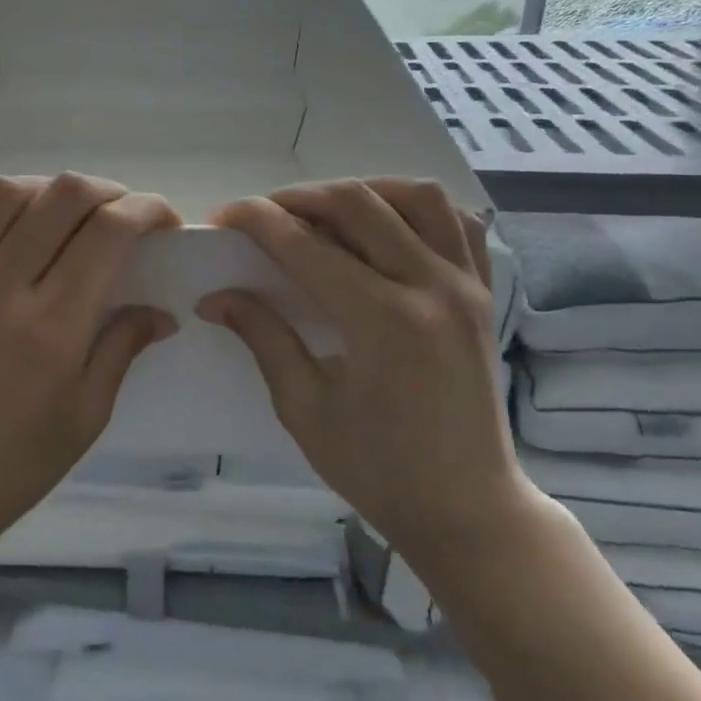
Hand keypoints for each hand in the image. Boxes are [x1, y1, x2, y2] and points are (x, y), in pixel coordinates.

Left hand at [0, 174, 178, 585]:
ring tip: (64, 213)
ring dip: (47, 190)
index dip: (147, 210)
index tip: (164, 221)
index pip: (109, 231)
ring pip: (4, 192)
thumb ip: (123, 348)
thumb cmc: (16, 463)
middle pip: (62, 195)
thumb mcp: (87, 415)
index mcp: (52, 325)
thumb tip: (162, 310)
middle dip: (108, 191)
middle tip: (122, 214)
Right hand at [198, 178, 526, 552]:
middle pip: (357, 203)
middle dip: (298, 198)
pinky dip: (418, 209)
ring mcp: (466, 285)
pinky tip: (387, 227)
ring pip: (416, 197)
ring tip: (325, 213)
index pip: (305, 244)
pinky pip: (458, 223)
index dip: (256, 221)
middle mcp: (430, 286)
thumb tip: (215, 296)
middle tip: (263, 216)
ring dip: (362, 191)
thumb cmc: (378, 470)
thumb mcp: (305, 409)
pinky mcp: (484, 293)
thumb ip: (264, 338)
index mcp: (381, 321)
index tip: (222, 217)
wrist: (468, 509)